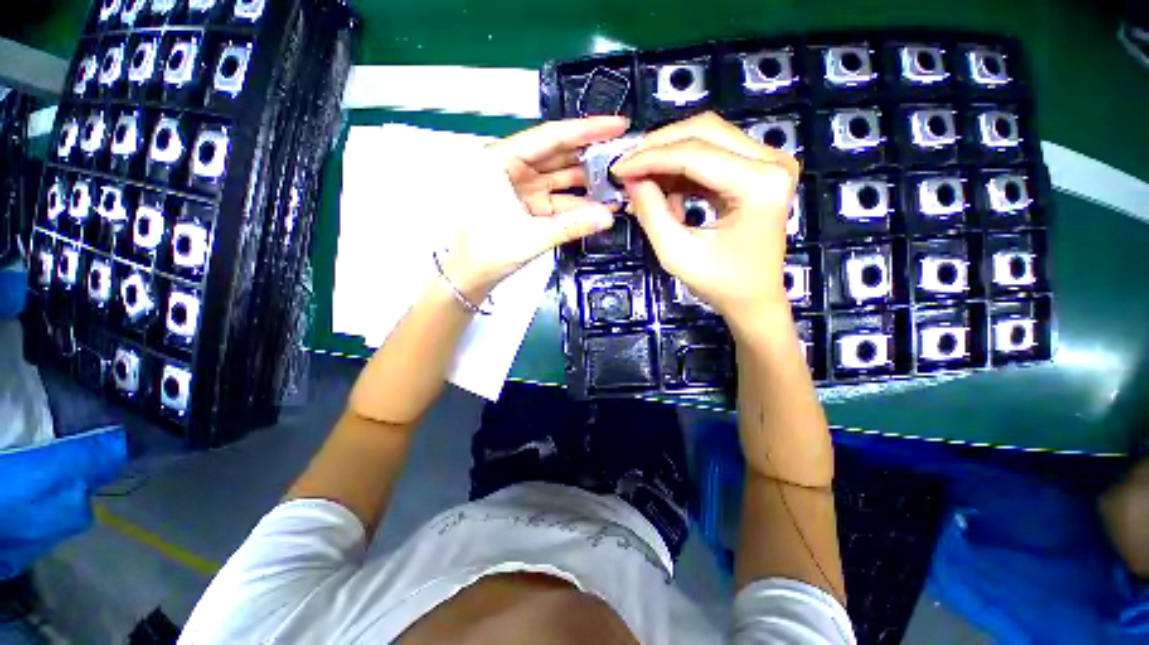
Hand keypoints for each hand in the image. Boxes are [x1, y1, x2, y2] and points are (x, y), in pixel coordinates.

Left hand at [443, 117, 627, 298]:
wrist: (471, 275)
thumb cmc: (487, 251)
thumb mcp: (531, 236)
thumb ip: (571, 226)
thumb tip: (607, 217)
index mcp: (502, 161)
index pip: (551, 137)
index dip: (587, 130)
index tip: (616, 125)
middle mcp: (513, 168)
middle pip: (560, 154)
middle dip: (592, 155)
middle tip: (623, 154)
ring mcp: (524, 188)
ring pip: (562, 177)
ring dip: (589, 181)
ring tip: (618, 180)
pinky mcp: (531, 206)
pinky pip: (560, 199)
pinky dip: (579, 203)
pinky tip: (601, 205)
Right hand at [612, 112, 799, 325]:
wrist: (754, 298)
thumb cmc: (720, 283)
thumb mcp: (676, 253)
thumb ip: (651, 212)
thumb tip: (632, 179)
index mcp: (758, 184)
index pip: (694, 153)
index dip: (650, 157)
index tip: (618, 169)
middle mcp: (771, 161)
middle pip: (704, 130)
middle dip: (659, 147)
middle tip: (629, 168)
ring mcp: (769, 162)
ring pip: (708, 137)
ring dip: (670, 158)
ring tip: (645, 186)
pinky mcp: (760, 169)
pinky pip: (714, 154)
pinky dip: (684, 170)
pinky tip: (668, 193)